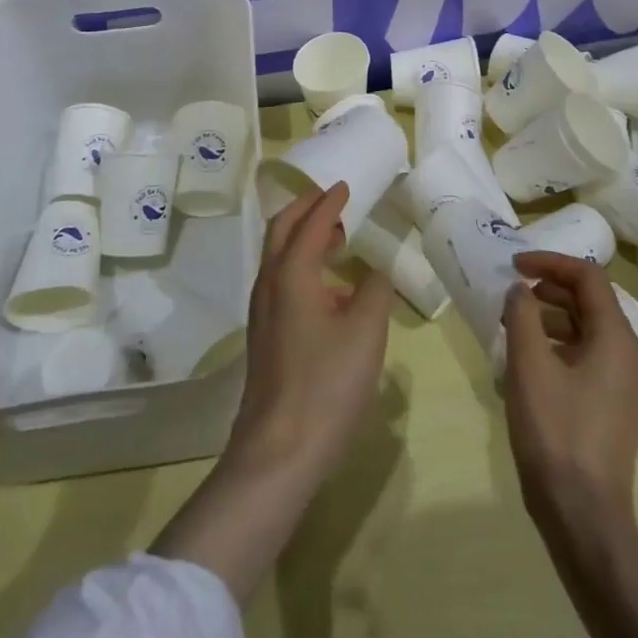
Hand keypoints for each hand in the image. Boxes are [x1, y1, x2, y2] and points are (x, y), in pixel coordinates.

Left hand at [229, 182, 392, 481]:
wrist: (279, 451)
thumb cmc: (326, 386)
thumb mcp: (365, 334)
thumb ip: (374, 293)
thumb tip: (375, 274)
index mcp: (291, 274)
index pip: (311, 223)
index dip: (329, 202)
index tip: (345, 186)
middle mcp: (270, 284)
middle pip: (282, 230)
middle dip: (306, 209)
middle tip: (333, 201)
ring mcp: (263, 311)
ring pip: (278, 257)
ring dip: (303, 237)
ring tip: (336, 239)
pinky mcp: (265, 335)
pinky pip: (281, 281)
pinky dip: (302, 266)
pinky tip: (330, 291)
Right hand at [501, 249, 637, 521]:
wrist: (582, 514)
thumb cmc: (555, 431)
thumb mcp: (529, 364)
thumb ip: (522, 314)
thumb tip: (522, 290)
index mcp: (618, 339)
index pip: (589, 278)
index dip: (550, 262)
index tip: (514, 265)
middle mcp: (631, 355)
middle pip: (591, 301)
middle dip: (549, 289)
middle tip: (511, 294)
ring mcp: (625, 383)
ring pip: (588, 329)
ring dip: (551, 317)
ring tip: (513, 326)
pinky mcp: (615, 404)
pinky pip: (588, 355)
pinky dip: (559, 345)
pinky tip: (528, 360)